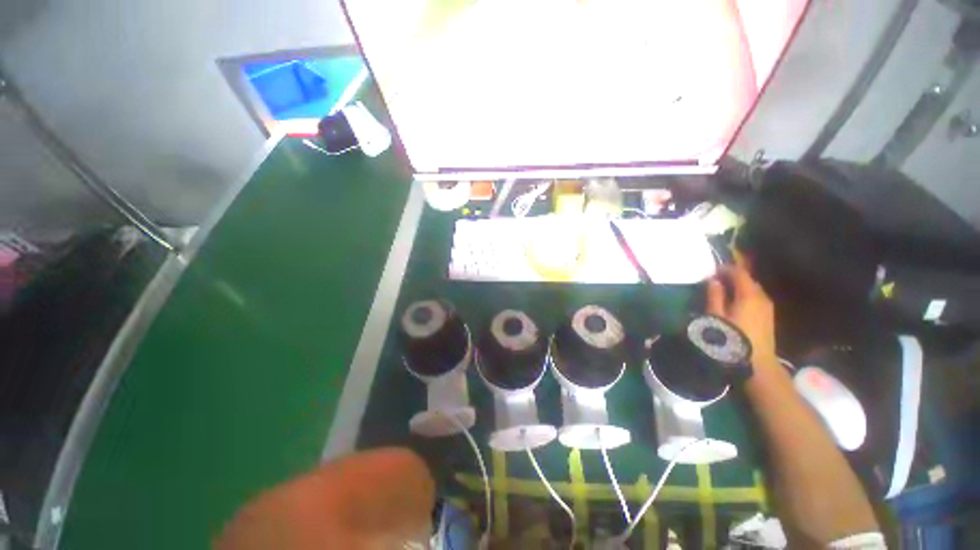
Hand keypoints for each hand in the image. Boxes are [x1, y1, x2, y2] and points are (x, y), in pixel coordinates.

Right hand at [706, 258, 776, 367]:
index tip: (711, 270)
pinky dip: (745, 296)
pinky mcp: (768, 317)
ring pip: (753, 290)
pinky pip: (756, 299)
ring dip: (739, 287)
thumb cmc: (731, 338)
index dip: (725, 269)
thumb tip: (713, 280)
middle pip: (748, 280)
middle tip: (715, 280)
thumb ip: (714, 296)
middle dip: (733, 277)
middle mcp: (762, 297)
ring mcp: (767, 307)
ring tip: (723, 291)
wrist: (756, 363)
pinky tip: (735, 303)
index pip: (739, 273)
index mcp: (749, 295)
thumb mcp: (716, 316)